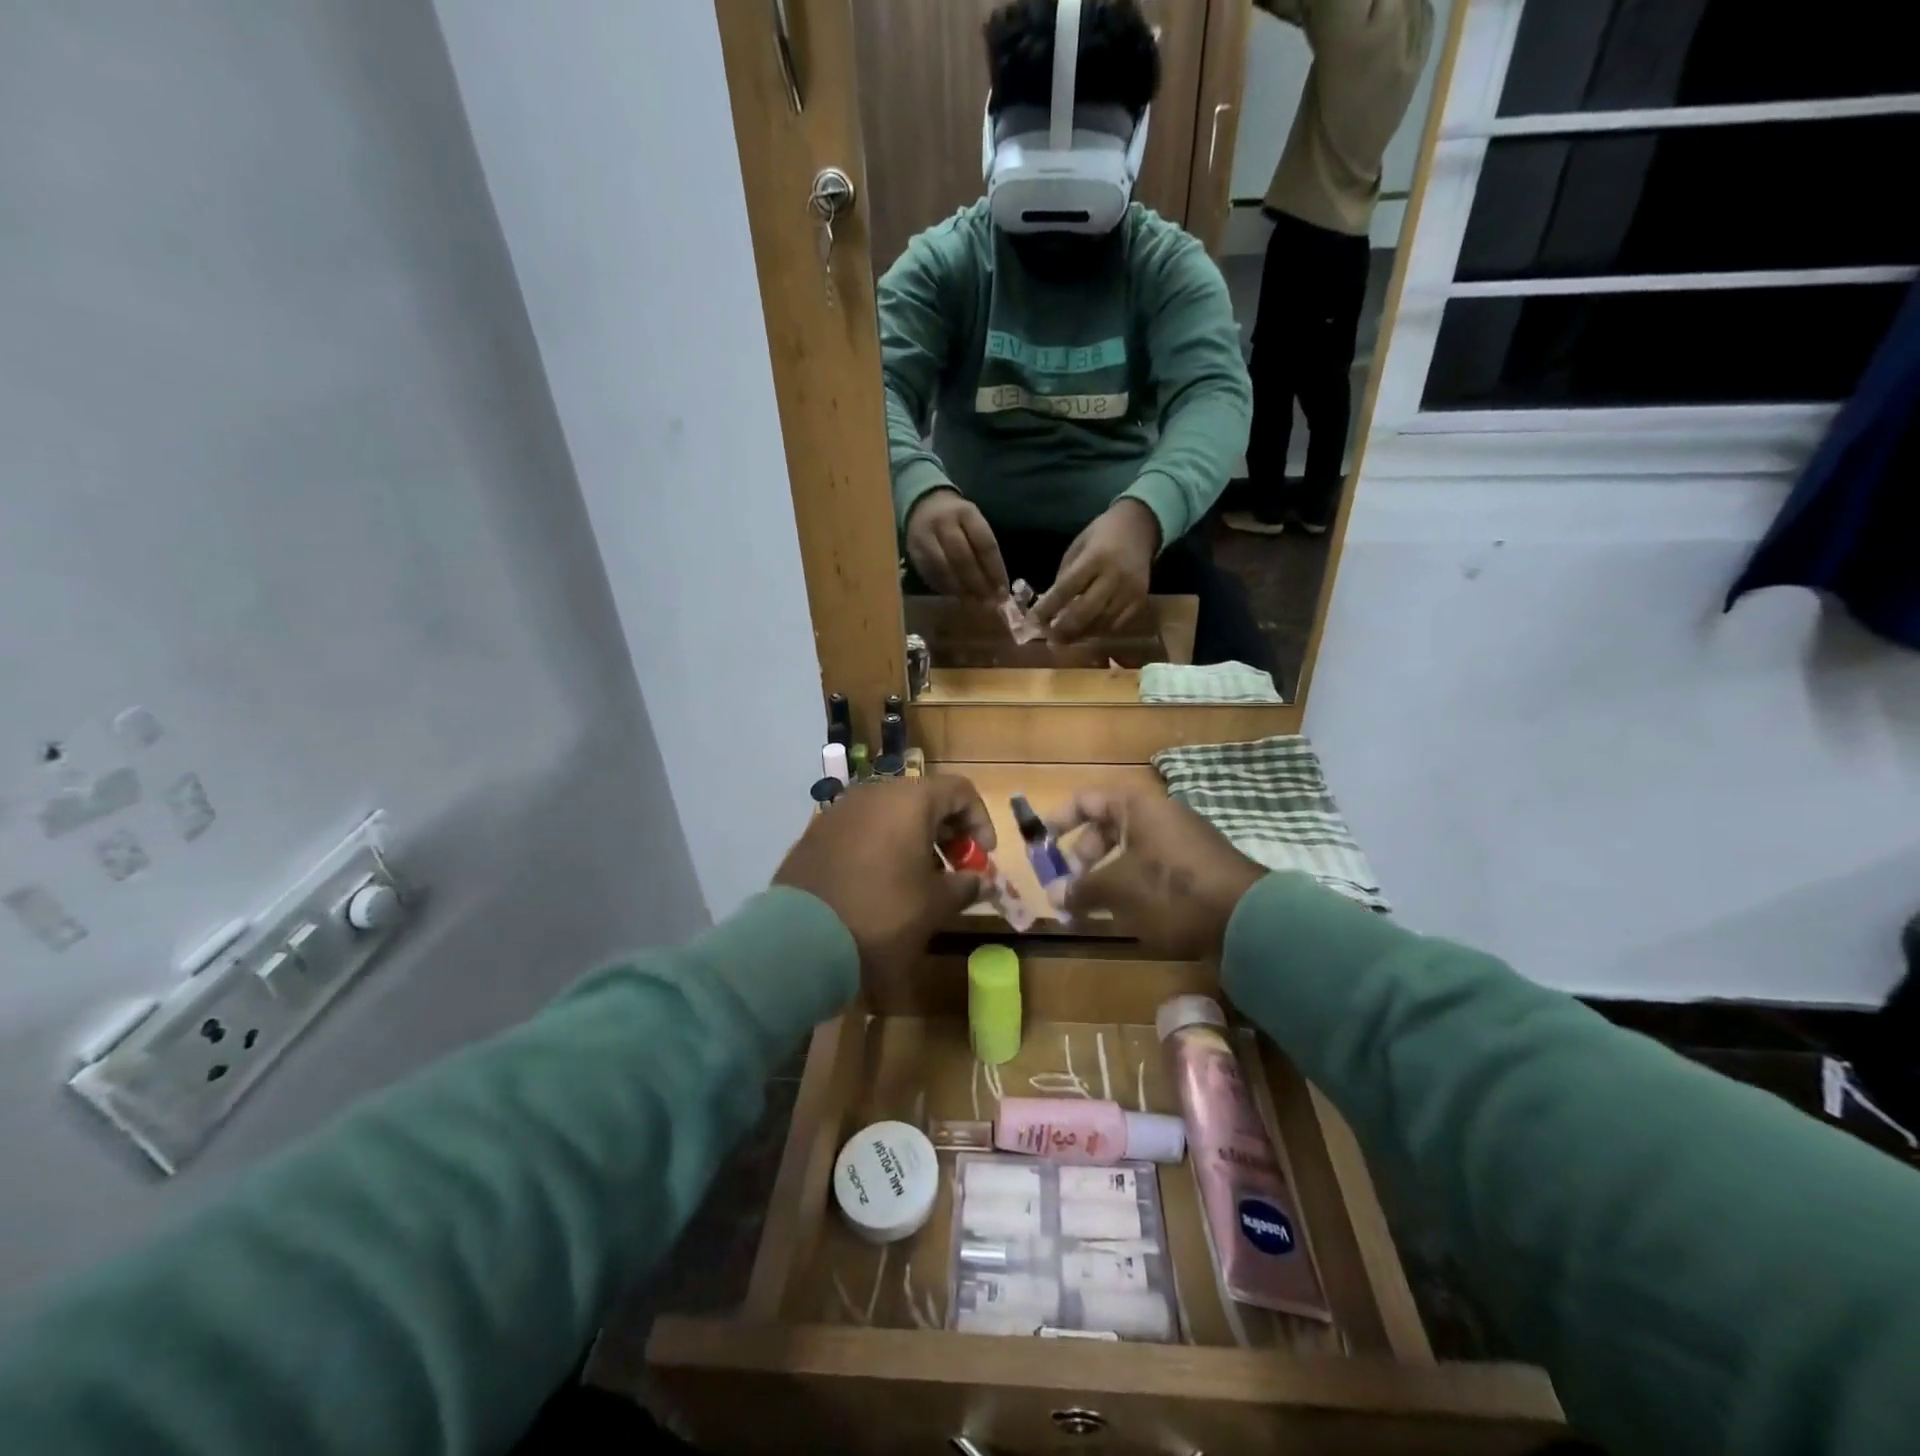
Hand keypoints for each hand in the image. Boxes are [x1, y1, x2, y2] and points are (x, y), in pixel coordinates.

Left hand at [774, 774, 995, 979]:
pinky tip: (881, 884)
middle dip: (947, 832)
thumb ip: (965, 886)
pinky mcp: (816, 833)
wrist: (800, 939)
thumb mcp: (934, 906)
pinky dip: (881, 846)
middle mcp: (874, 793)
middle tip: (955, 870)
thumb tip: (980, 881)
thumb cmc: (882, 914)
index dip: (980, 821)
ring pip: (891, 814)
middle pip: (924, 799)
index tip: (982, 858)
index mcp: (910, 800)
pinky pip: (862, 829)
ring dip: (914, 840)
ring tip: (919, 880)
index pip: (960, 790)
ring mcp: (840, 810)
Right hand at [905, 489, 1009, 600]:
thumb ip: (984, 550)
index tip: (1003, 592)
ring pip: (943, 568)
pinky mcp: (913, 551)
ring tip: (973, 604)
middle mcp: (944, 523)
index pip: (984, 544)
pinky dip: (945, 588)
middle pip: (963, 558)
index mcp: (966, 513)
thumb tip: (997, 587)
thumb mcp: (973, 524)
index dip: (995, 571)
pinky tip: (956, 598)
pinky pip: (930, 573)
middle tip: (988, 603)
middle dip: (977, 583)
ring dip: (960, 590)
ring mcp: (925, 537)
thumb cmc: (957, 520)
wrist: (923, 506)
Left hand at [1031, 499, 1159, 643]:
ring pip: (1100, 624)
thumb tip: (1049, 609)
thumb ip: (1064, 578)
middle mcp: (1114, 577)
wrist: (1140, 527)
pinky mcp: (1140, 602)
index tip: (1032, 622)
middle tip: (1049, 639)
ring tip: (1064, 639)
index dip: (1046, 609)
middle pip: (1084, 613)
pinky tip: (1085, 632)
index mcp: (1094, 558)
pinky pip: (1116, 626)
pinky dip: (1098, 632)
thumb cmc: (1101, 536)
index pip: (1065, 590)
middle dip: (1063, 630)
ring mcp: (1130, 592)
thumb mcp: (1077, 549)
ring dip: (1079, 635)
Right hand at [1046, 786, 1265, 960]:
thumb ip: (1080, 888)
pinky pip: (1150, 868)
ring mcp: (1181, 841)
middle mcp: (1158, 816)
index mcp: (1137, 806)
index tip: (1040, 845)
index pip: (1086, 800)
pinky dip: (1130, 885)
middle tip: (1070, 887)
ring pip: (1128, 851)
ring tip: (1092, 907)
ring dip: (1104, 876)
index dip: (1059, 820)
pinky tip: (1125, 914)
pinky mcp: (1196, 868)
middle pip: (1106, 827)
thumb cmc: (1172, 891)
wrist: (1249, 920)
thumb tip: (1054, 894)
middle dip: (1081, 857)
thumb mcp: (1118, 889)